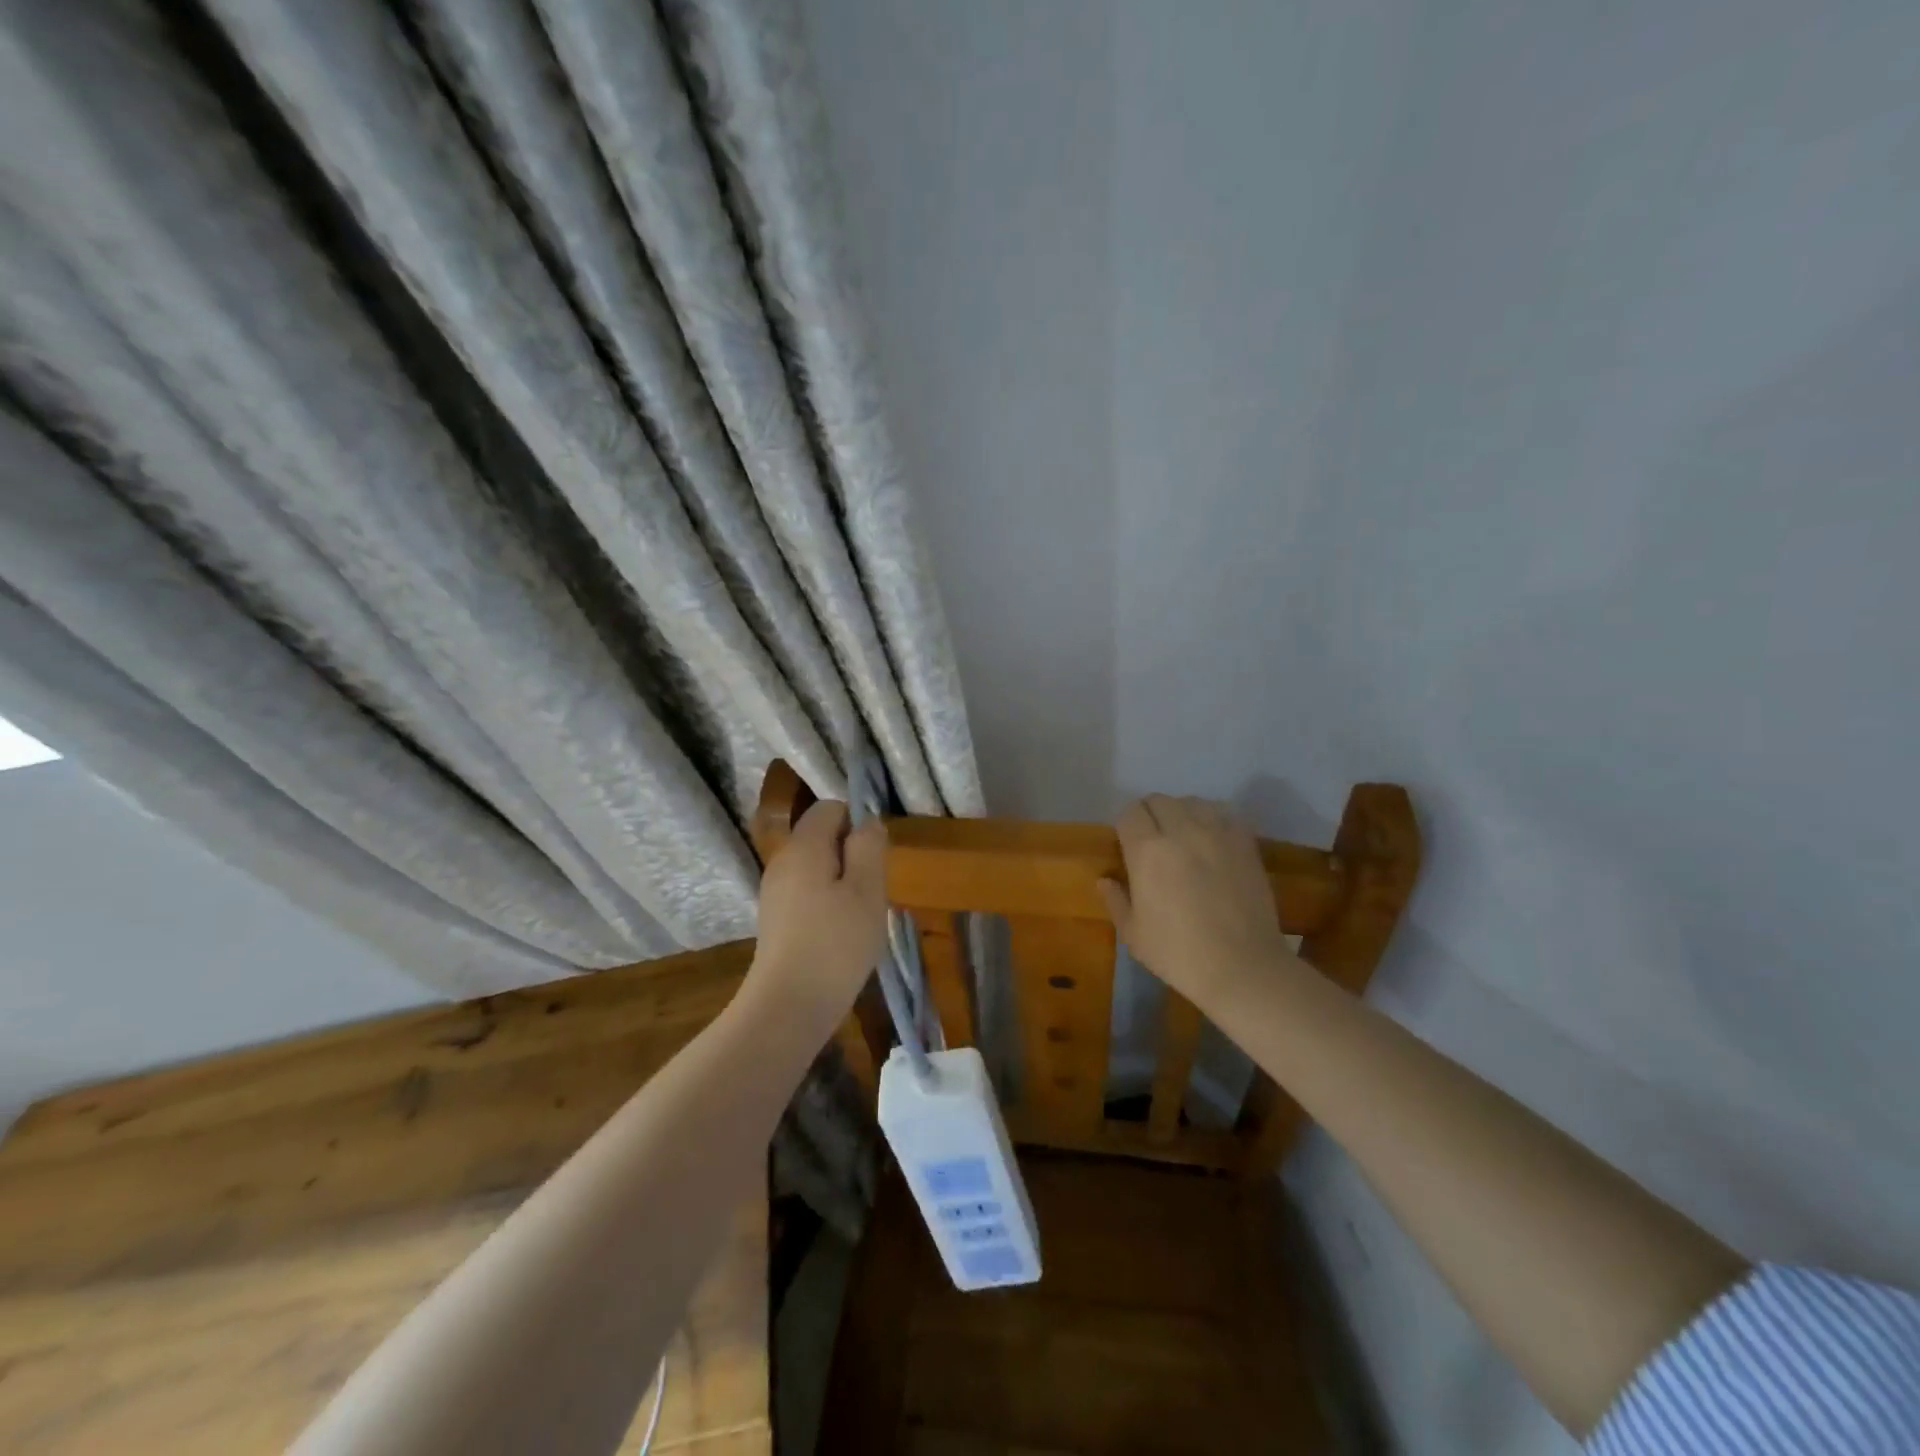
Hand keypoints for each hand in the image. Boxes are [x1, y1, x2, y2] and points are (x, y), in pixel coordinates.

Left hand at [750, 800, 888, 1035]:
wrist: (788, 1006)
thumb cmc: (835, 944)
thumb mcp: (866, 890)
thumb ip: (869, 847)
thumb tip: (867, 822)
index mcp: (804, 846)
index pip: (830, 808)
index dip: (857, 823)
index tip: (876, 858)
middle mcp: (783, 861)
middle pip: (823, 837)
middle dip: (853, 856)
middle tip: (872, 891)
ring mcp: (775, 892)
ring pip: (818, 868)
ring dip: (843, 883)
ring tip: (860, 916)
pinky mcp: (776, 920)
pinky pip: (808, 893)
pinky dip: (828, 904)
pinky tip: (841, 935)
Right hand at [1098, 795, 1299, 1012]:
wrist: (1242, 968)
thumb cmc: (1179, 953)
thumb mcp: (1134, 934)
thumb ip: (1116, 900)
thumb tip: (1105, 880)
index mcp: (1147, 850)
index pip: (1130, 813)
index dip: (1126, 826)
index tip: (1127, 845)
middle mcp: (1181, 831)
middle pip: (1159, 800)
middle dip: (1150, 815)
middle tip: (1153, 842)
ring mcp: (1217, 833)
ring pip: (1192, 802)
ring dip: (1182, 813)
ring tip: (1184, 837)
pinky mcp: (1245, 842)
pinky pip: (1224, 814)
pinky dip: (1213, 819)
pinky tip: (1212, 841)